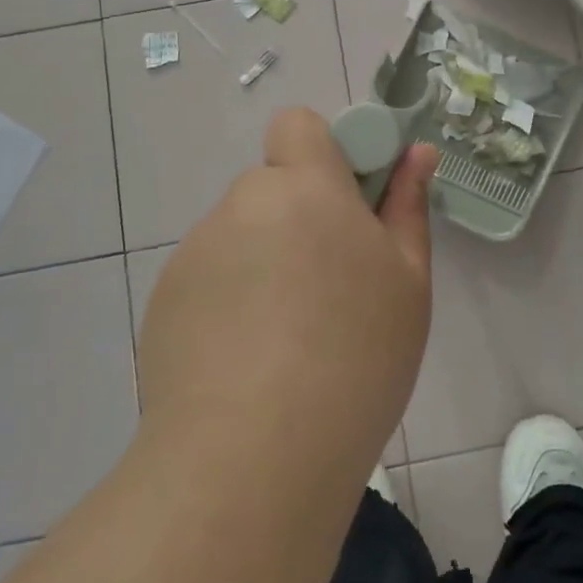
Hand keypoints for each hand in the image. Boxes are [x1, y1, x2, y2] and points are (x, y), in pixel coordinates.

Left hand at [137, 108, 438, 472]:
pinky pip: (211, 278)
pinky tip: (249, 362)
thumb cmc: (357, 354)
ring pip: (243, 234)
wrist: (256, 457)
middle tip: (331, 284)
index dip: (324, 152)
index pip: (298, 125)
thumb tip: (418, 152)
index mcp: (305, 187)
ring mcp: (196, 253)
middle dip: (300, 215)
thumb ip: (407, 205)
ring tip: (290, 337)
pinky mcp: (164, 301)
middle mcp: (242, 204)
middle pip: (273, 186)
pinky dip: (231, 300)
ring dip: (266, 260)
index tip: (350, 203)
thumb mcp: (408, 279)